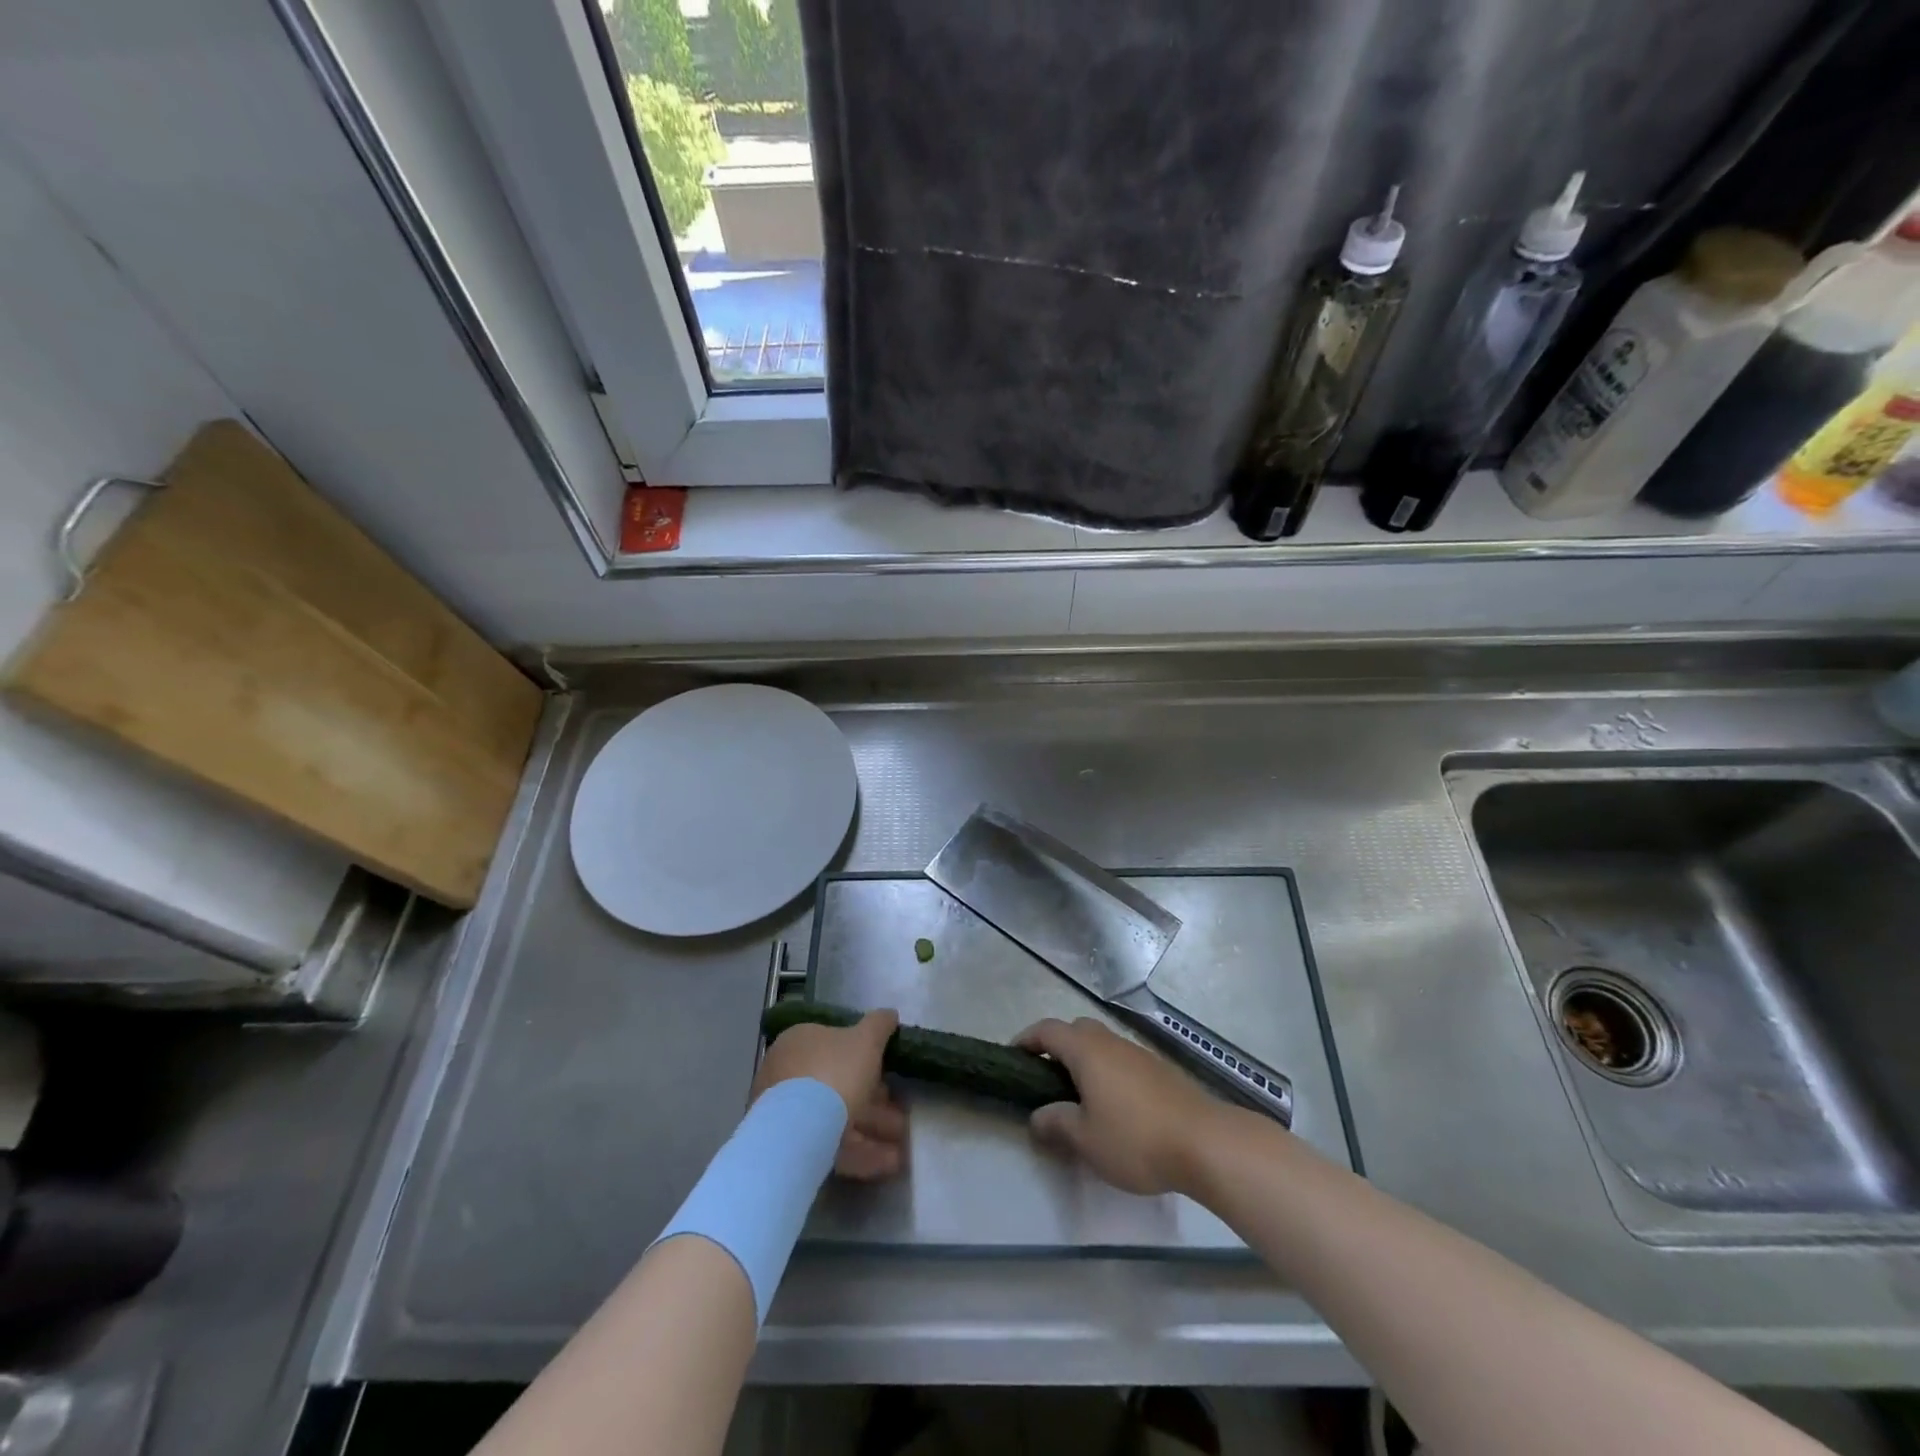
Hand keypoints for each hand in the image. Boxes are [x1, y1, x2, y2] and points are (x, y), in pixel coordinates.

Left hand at [754, 1010, 906, 1180]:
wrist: (799, 1131)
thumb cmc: (835, 1072)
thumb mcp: (866, 1040)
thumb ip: (879, 1025)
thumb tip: (889, 1014)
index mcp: (801, 1042)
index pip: (836, 1046)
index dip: (867, 1059)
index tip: (892, 1074)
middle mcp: (789, 1074)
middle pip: (839, 1084)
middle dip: (875, 1102)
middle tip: (901, 1116)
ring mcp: (788, 1113)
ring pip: (838, 1118)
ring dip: (873, 1129)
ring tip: (903, 1146)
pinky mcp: (792, 1147)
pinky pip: (832, 1145)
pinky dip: (861, 1152)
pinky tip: (889, 1163)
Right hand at [1015, 1016, 1229, 1195]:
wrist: (1205, 1142)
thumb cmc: (1135, 1138)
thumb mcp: (1086, 1140)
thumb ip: (1056, 1124)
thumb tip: (1037, 1116)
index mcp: (1086, 1051)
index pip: (1048, 1030)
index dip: (1027, 1039)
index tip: (1013, 1056)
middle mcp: (1111, 1043)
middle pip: (1077, 1030)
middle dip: (1057, 1046)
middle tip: (1046, 1078)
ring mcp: (1138, 1054)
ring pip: (1102, 1044)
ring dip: (1085, 1060)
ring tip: (1079, 1096)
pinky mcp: (1160, 1070)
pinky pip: (1122, 1060)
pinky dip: (1108, 1072)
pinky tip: (1114, 1105)